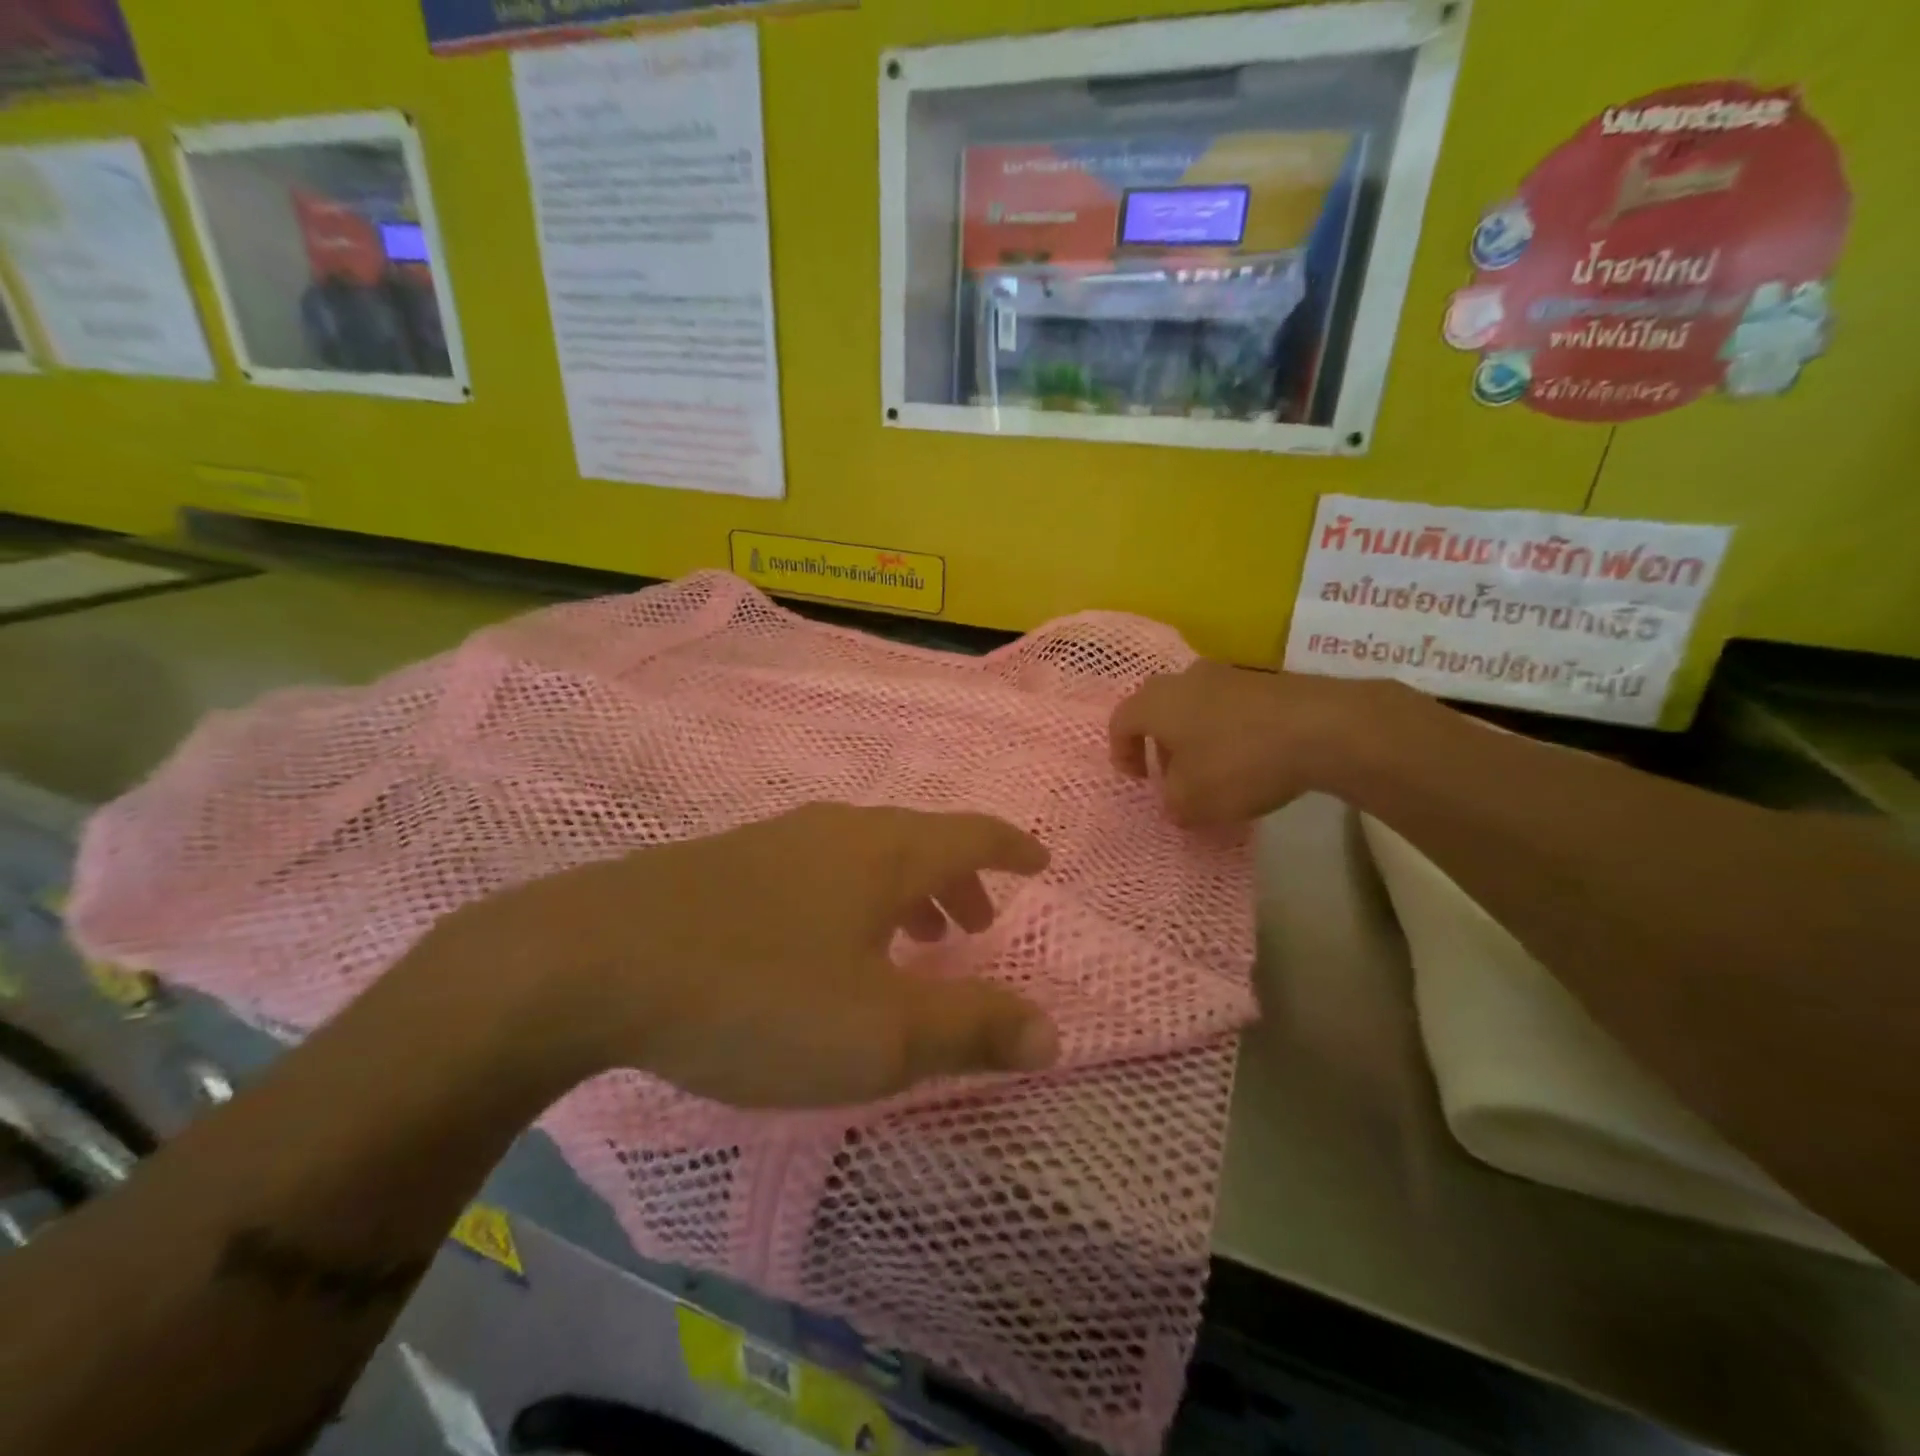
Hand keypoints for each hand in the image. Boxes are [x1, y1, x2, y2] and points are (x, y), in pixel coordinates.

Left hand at [438, 803, 1059, 1108]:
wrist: (593, 963)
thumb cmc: (759, 994)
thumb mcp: (880, 1033)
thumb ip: (971, 1029)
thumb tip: (1053, 1032)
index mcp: (884, 853)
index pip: (970, 833)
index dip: (1011, 847)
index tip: (1039, 862)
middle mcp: (836, 830)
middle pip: (917, 841)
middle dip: (958, 880)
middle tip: (974, 926)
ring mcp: (774, 841)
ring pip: (863, 855)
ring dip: (902, 891)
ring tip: (909, 941)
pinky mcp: (723, 865)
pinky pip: (815, 871)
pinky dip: (848, 899)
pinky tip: (819, 944)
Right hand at [1110, 662, 1412, 826]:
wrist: (1320, 728)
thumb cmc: (1238, 763)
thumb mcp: (1192, 802)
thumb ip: (1171, 803)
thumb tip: (1174, 800)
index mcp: (1155, 703)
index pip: (1121, 722)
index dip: (1122, 753)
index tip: (1139, 780)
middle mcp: (1184, 679)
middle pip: (1157, 708)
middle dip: (1160, 743)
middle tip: (1173, 774)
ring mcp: (1227, 674)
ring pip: (1195, 705)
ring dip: (1195, 735)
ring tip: (1213, 769)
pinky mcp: (1264, 680)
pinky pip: (1230, 706)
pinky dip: (1228, 729)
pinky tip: (1249, 757)